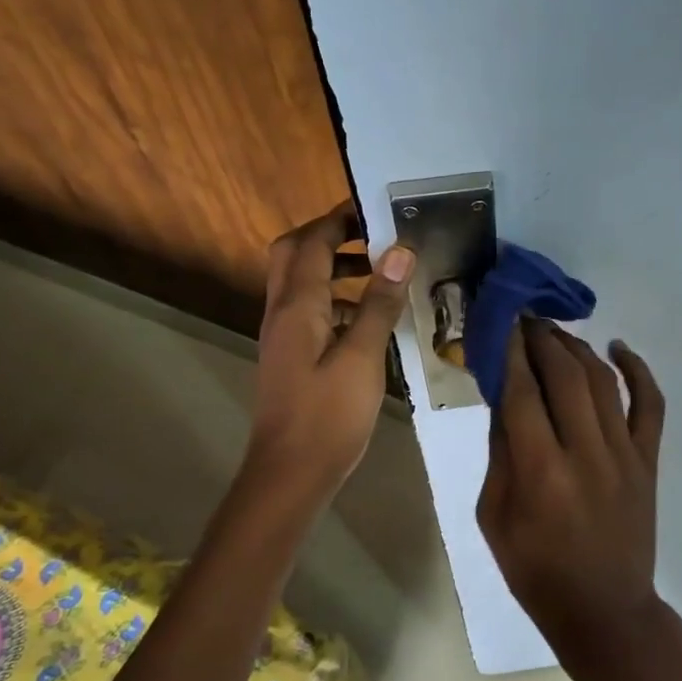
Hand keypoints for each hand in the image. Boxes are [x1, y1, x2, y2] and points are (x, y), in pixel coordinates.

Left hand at [246, 205, 413, 503]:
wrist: (291, 472)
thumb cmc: (328, 415)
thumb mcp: (363, 357)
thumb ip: (379, 303)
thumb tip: (399, 252)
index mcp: (297, 306)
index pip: (312, 243)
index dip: (340, 220)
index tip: (376, 208)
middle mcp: (282, 311)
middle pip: (294, 254)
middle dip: (331, 237)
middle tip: (373, 236)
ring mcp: (284, 334)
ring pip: (301, 282)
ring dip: (334, 267)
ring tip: (380, 272)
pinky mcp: (292, 355)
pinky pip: (310, 310)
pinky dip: (336, 299)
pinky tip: (369, 318)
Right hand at [476, 320, 667, 669]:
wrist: (604, 610)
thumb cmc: (536, 570)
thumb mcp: (494, 517)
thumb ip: (500, 453)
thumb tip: (504, 397)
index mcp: (540, 471)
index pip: (522, 391)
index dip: (509, 351)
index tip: (500, 322)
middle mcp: (585, 452)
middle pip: (563, 375)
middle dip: (541, 338)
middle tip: (524, 319)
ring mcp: (624, 454)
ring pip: (602, 380)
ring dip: (576, 347)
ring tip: (555, 330)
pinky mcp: (649, 461)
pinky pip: (651, 404)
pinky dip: (638, 370)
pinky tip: (619, 347)